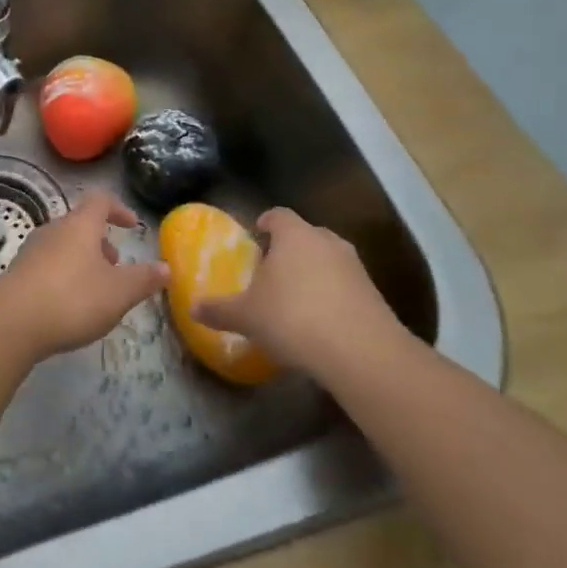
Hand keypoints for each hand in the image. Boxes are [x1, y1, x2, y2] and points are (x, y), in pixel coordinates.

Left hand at [0, 191, 168, 358]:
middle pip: (80, 224)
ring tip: (95, 289)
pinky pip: (47, 265)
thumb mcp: (119, 292)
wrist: (11, 323)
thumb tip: (166, 267)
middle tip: (116, 267)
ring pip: (63, 245)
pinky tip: (68, 304)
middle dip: (101, 242)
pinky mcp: (17, 273)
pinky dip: (63, 275)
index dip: (119, 209)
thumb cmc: (72, 299)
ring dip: (82, 259)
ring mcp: (31, 250)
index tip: (132, 226)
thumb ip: (144, 279)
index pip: (101, 200)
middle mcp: (53, 229)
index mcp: (80, 225)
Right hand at [191, 208, 408, 371]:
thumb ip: (219, 310)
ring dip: (313, 273)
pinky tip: (320, 322)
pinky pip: (345, 285)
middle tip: (272, 270)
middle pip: (305, 235)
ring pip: (328, 260)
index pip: (278, 215)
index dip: (266, 222)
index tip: (256, 235)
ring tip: (295, 298)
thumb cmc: (293, 318)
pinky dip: (332, 296)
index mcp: (294, 235)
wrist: (361, 352)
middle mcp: (326, 242)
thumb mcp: (246, 316)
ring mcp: (355, 266)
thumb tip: (192, 308)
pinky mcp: (374, 294)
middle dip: (289, 249)